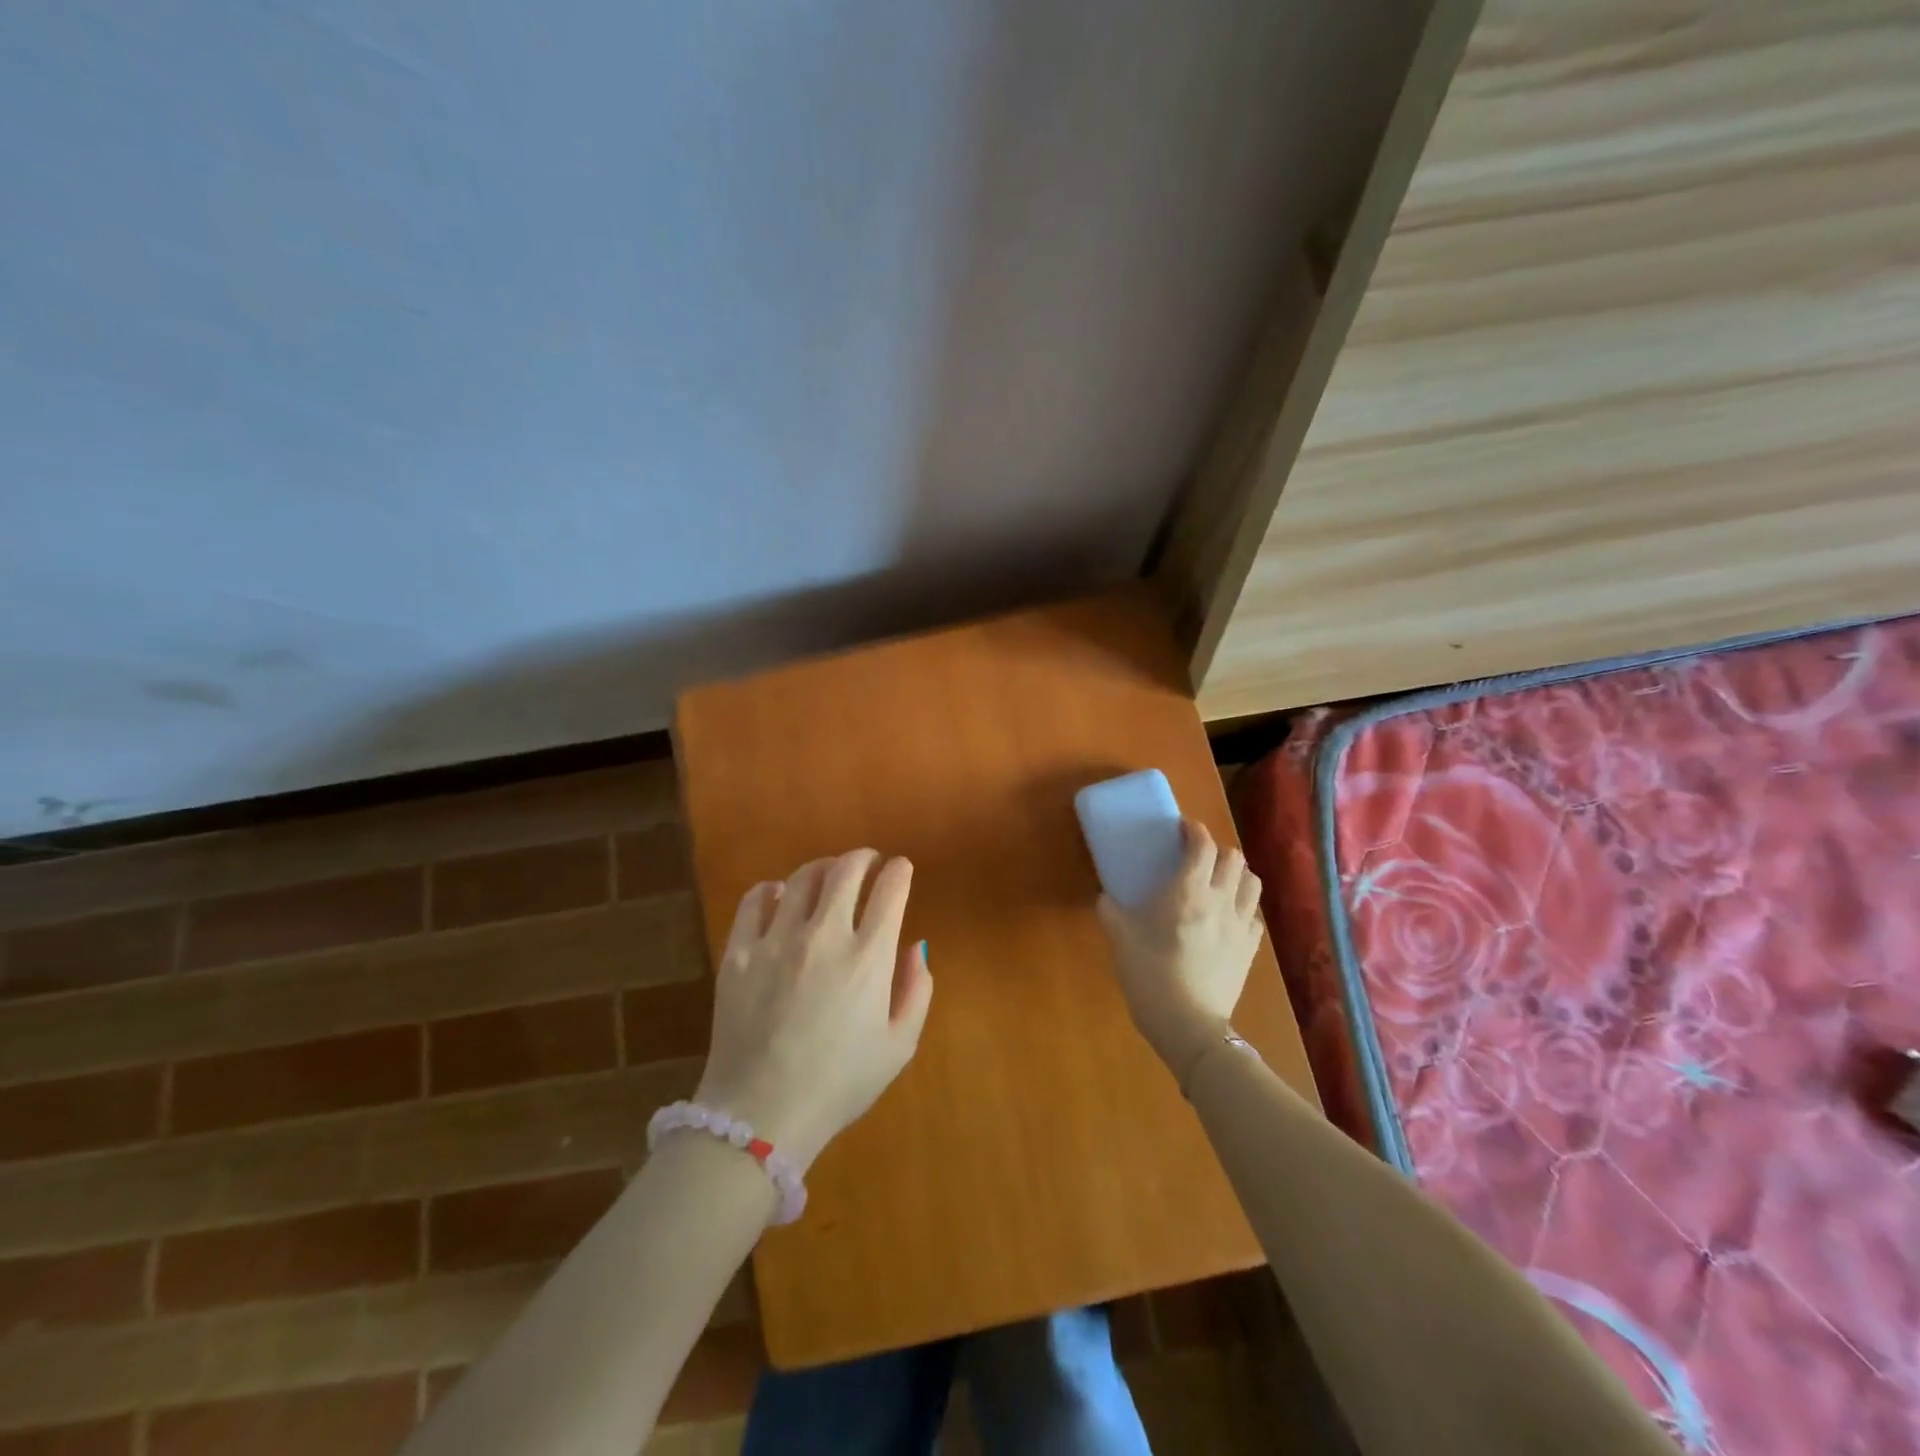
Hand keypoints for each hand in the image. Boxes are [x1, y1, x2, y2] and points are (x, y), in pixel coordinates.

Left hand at [695, 849, 932, 1171]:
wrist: (760, 1117)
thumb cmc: (839, 1084)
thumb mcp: (898, 1047)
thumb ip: (916, 990)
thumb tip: (915, 946)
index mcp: (867, 958)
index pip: (890, 890)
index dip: (899, 872)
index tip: (901, 868)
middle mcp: (823, 936)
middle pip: (845, 870)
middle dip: (863, 857)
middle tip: (868, 861)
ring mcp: (776, 940)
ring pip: (802, 878)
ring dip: (822, 868)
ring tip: (828, 875)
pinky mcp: (738, 952)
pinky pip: (755, 901)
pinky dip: (772, 890)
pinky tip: (779, 896)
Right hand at [1095, 819, 1264, 1082]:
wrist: (1187, 1024)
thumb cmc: (1149, 974)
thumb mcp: (1119, 937)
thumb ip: (1110, 910)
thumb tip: (1105, 897)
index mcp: (1188, 891)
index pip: (1202, 845)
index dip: (1194, 830)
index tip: (1182, 829)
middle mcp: (1220, 899)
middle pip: (1234, 857)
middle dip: (1216, 850)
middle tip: (1197, 858)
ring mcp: (1240, 925)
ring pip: (1252, 882)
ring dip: (1237, 874)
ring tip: (1219, 882)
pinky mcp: (1250, 949)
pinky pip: (1255, 915)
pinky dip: (1244, 906)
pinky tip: (1229, 916)